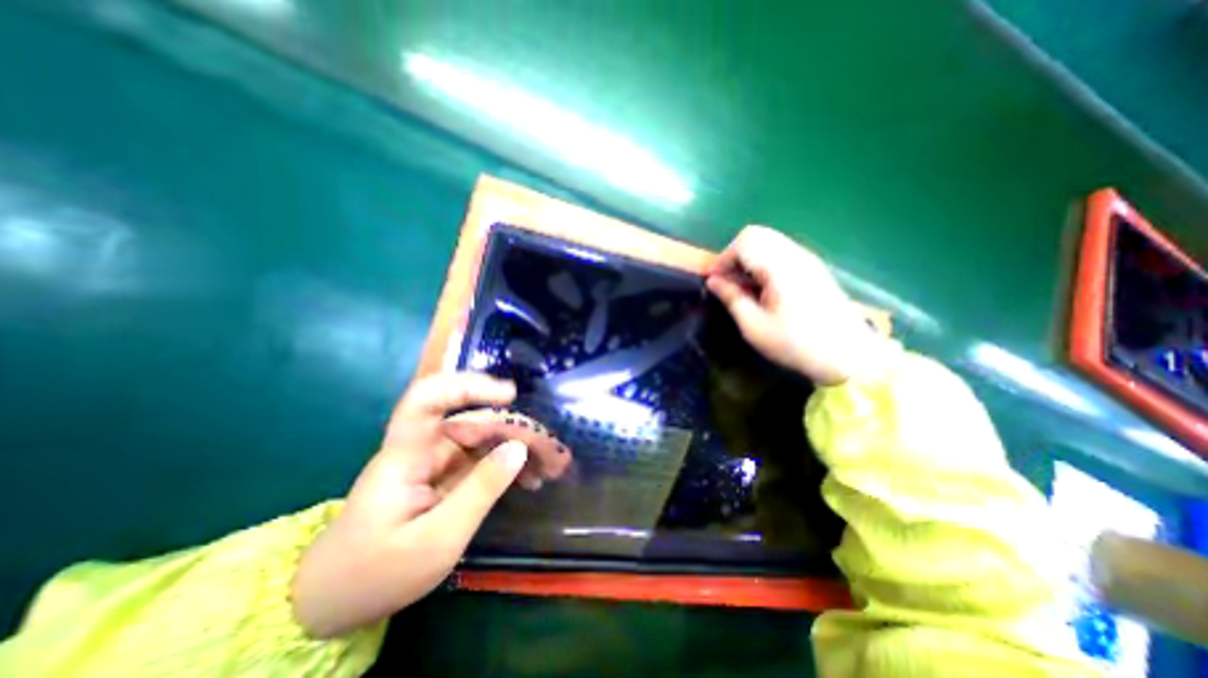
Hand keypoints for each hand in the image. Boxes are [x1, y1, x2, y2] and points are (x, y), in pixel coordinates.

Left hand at [289, 372, 528, 638]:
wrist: (339, 598)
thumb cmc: (378, 573)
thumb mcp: (437, 540)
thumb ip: (480, 490)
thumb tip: (519, 448)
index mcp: (406, 455)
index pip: (427, 399)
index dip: (467, 386)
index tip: (509, 395)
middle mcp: (423, 448)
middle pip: (472, 420)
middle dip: (515, 429)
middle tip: (553, 451)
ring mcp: (436, 460)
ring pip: (483, 438)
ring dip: (518, 447)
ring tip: (551, 465)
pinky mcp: (446, 474)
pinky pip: (483, 459)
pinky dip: (508, 465)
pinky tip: (531, 478)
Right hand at [711, 225, 885, 387]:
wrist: (848, 355)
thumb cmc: (796, 343)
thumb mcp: (755, 326)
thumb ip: (732, 298)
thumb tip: (713, 281)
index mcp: (780, 267)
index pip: (745, 241)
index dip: (724, 259)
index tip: (715, 282)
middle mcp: (795, 255)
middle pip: (756, 234)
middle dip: (735, 255)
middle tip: (728, 281)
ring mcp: (807, 259)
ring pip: (769, 241)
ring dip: (749, 258)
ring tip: (744, 286)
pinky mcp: (813, 267)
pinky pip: (781, 251)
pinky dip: (763, 262)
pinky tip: (764, 287)